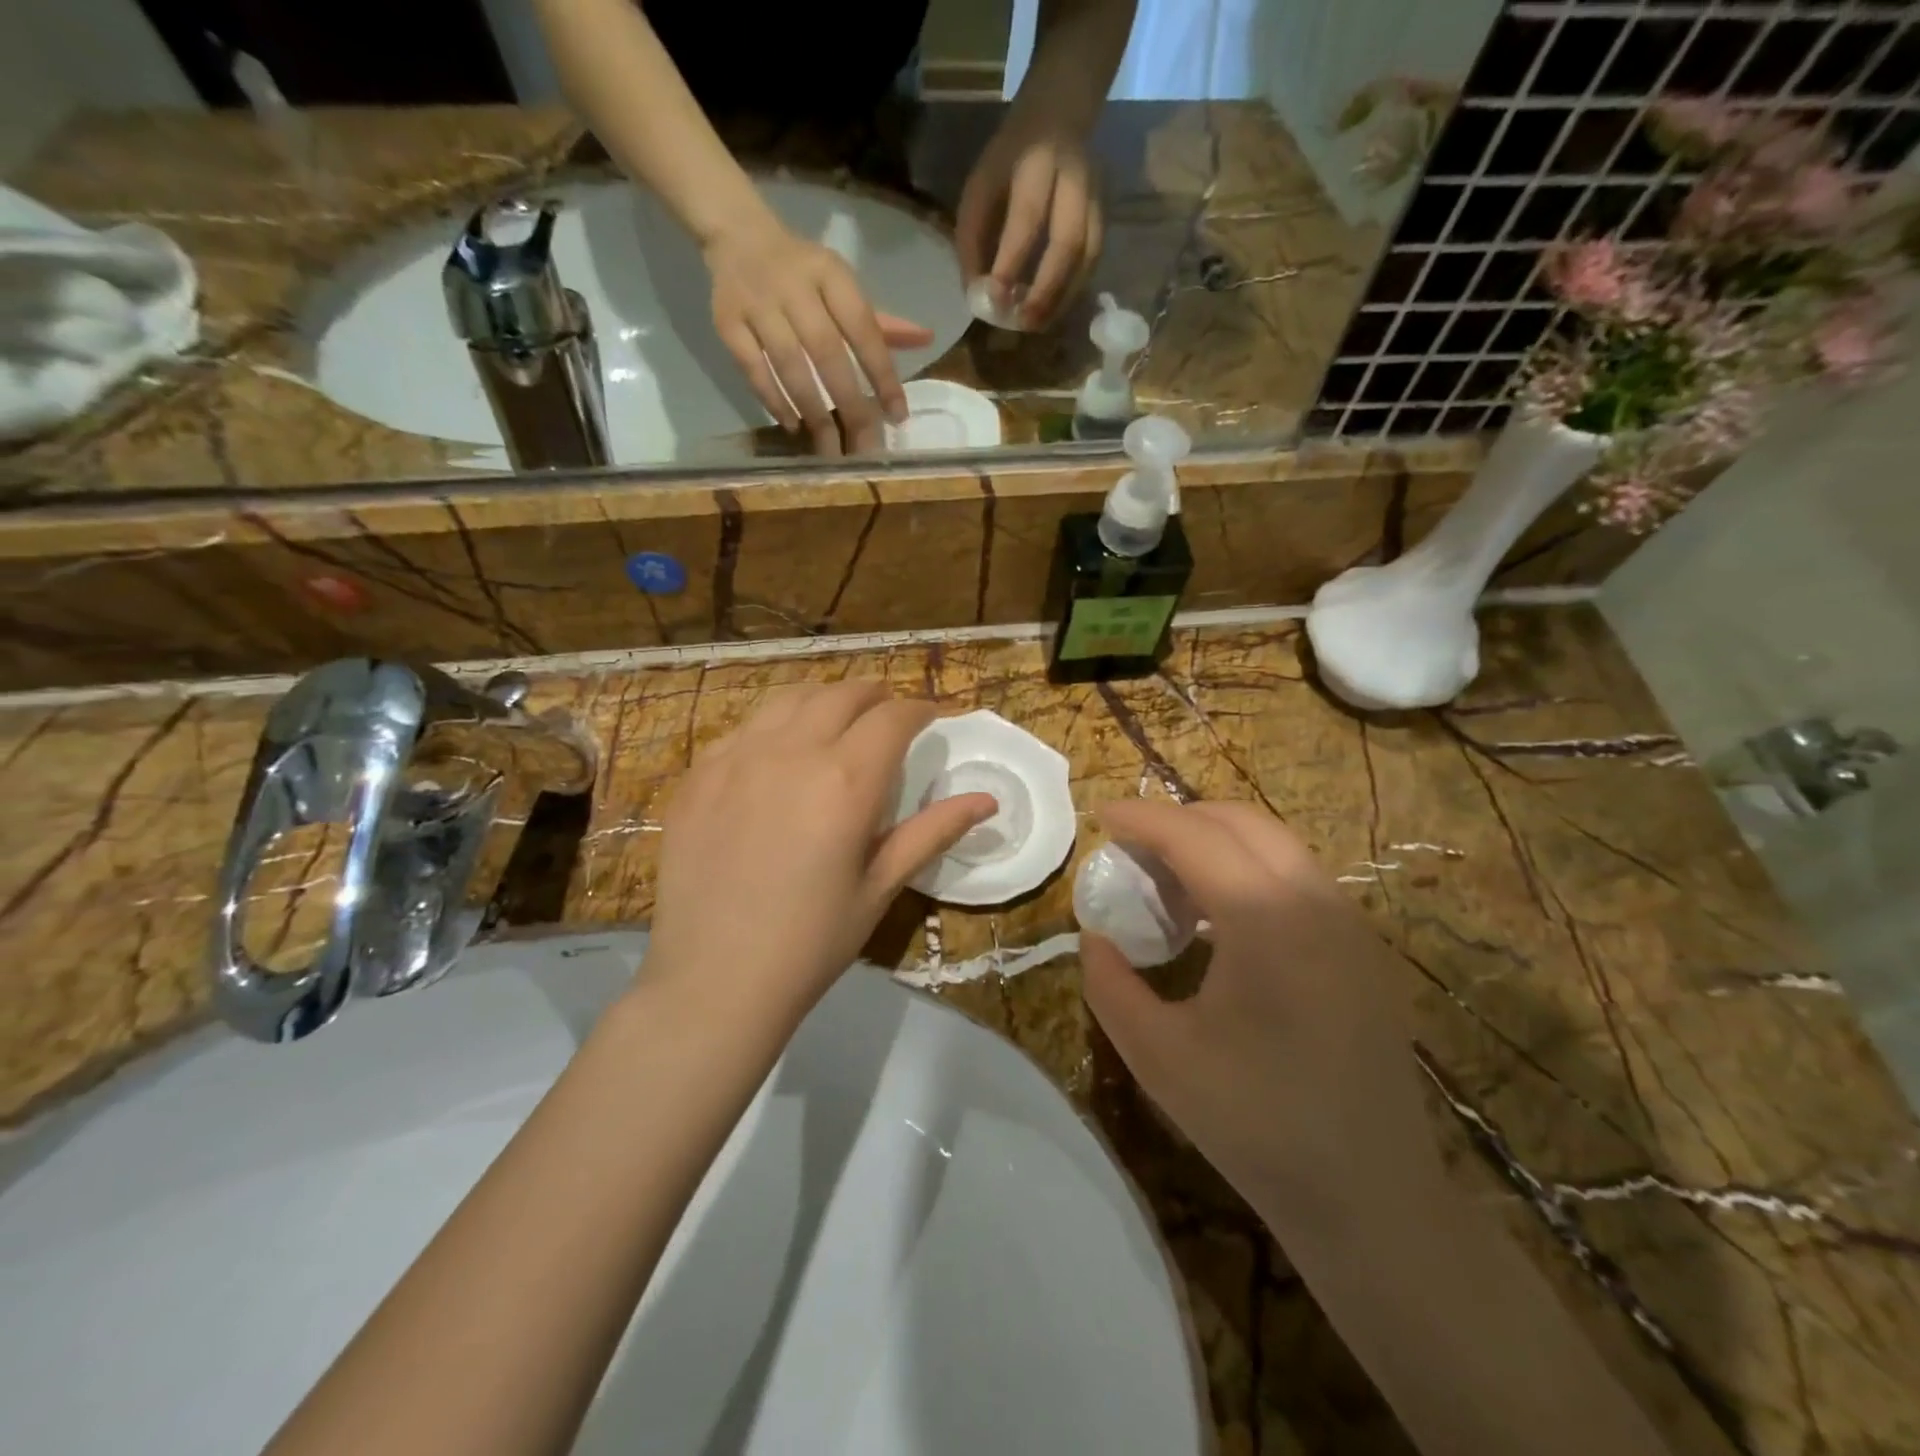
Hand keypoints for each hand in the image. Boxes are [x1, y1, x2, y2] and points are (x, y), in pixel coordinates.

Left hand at [644, 683, 993, 1021]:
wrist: (713, 981)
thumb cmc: (811, 941)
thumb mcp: (881, 887)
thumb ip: (932, 832)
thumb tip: (987, 801)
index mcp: (846, 779)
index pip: (893, 717)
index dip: (919, 710)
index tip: (932, 718)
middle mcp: (791, 751)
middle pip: (842, 694)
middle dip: (875, 695)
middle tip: (889, 715)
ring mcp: (736, 757)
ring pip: (789, 698)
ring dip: (824, 699)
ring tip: (837, 720)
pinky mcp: (698, 774)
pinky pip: (743, 728)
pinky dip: (774, 725)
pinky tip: (777, 754)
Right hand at [705, 214, 934, 455]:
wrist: (737, 236)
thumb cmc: (803, 271)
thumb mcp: (842, 286)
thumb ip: (880, 321)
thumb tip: (926, 339)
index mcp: (830, 274)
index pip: (863, 329)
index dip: (882, 374)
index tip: (897, 415)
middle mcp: (793, 286)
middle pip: (827, 353)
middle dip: (850, 405)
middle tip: (865, 447)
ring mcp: (757, 304)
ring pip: (789, 366)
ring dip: (813, 411)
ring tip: (830, 447)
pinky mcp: (727, 322)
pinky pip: (753, 370)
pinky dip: (774, 401)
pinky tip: (794, 426)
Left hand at [957, 110, 1103, 329]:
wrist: (1057, 116)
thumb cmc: (1008, 163)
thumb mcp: (980, 188)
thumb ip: (973, 241)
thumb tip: (978, 297)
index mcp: (1036, 164)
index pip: (1026, 218)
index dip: (1011, 262)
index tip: (995, 299)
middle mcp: (1074, 179)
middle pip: (1068, 242)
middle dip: (1045, 289)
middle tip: (1024, 322)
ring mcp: (1096, 199)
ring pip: (1087, 257)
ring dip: (1063, 298)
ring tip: (1038, 324)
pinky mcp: (1105, 217)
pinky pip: (1093, 262)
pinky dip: (1074, 291)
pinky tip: (1054, 309)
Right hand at [1079, 801, 1440, 1239]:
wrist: (1371, 1198)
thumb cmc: (1255, 1123)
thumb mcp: (1157, 1055)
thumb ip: (1109, 983)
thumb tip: (1095, 936)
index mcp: (1266, 919)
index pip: (1194, 836)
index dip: (1142, 818)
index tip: (1102, 815)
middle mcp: (1316, 901)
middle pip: (1240, 822)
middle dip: (1179, 819)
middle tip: (1133, 848)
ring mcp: (1350, 922)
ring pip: (1275, 843)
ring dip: (1216, 842)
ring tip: (1171, 881)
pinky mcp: (1363, 947)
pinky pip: (1298, 876)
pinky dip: (1249, 869)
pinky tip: (1222, 918)